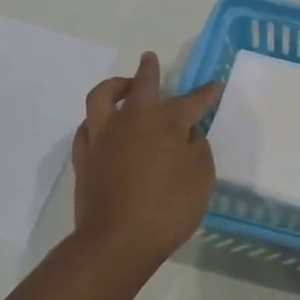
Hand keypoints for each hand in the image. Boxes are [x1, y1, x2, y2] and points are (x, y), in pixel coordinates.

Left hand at [71, 52, 221, 286]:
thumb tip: (188, 134)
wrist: (117, 240)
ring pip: (103, 96)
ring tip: (122, 86)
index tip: (215, 86)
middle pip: (142, 84)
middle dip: (149, 70)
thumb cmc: (168, 209)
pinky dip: (97, 121)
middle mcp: (132, 119)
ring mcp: (103, 136)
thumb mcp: (201, 178)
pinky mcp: (84, 156)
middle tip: (150, 59)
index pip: (192, 101)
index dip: (206, 93)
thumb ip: (197, 149)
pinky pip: (87, 126)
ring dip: (114, 86)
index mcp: (166, 122)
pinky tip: (102, 126)